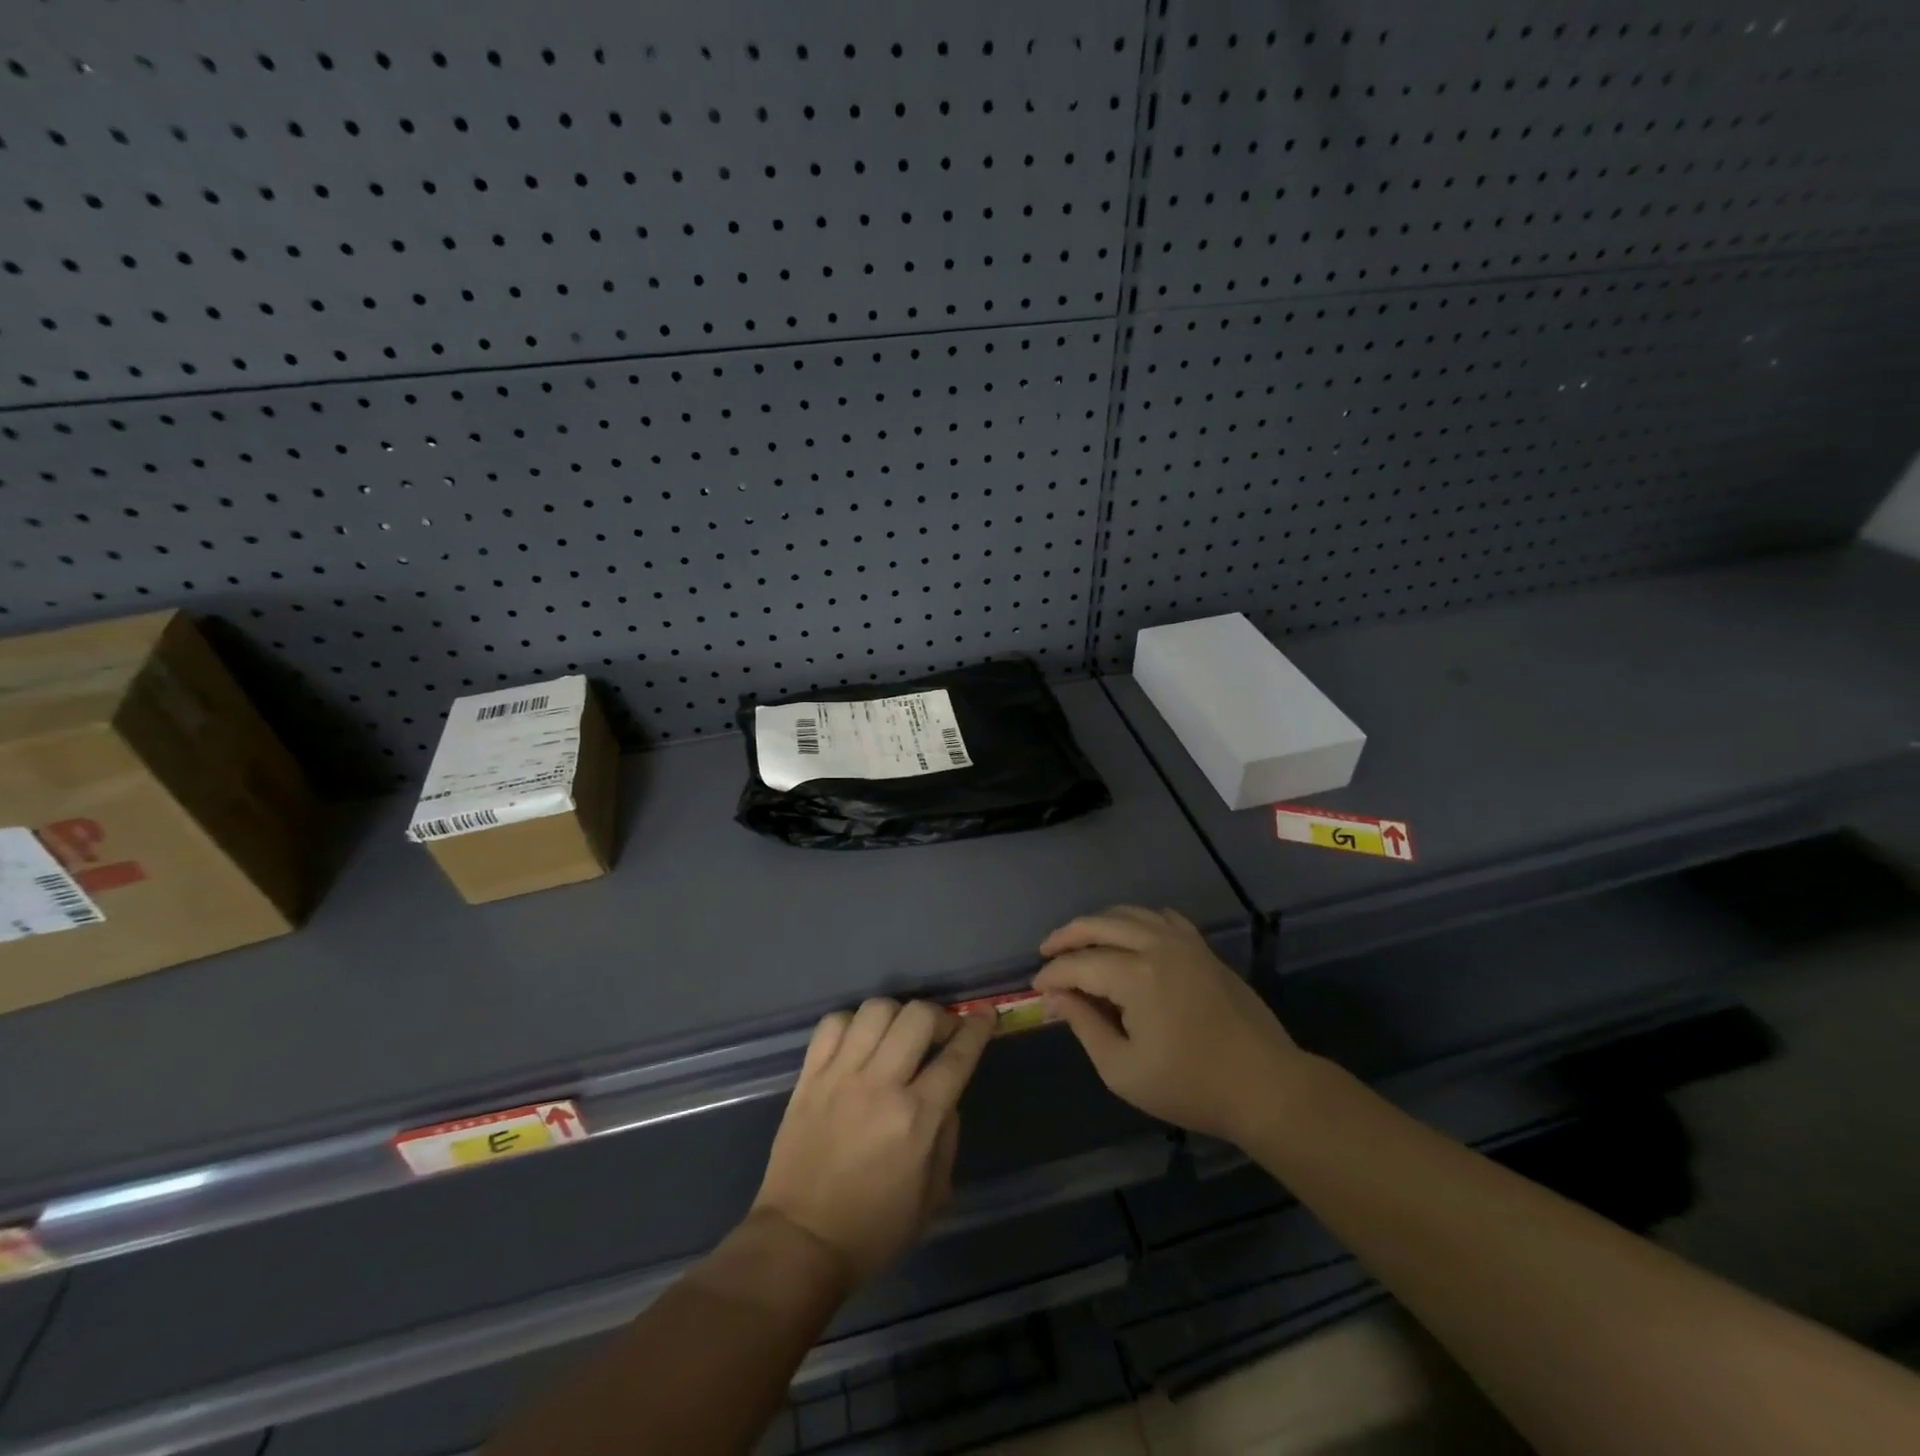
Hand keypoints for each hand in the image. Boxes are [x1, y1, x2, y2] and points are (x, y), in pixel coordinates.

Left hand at [752, 999, 993, 1284]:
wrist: (800, 1242)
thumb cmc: (874, 1229)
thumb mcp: (933, 1197)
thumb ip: (947, 1138)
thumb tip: (946, 1097)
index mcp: (916, 1118)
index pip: (956, 1056)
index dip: (976, 1029)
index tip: (985, 1016)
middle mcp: (880, 1085)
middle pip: (917, 1017)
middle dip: (939, 1016)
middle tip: (941, 1033)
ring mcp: (840, 1075)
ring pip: (875, 1010)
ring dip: (897, 1015)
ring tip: (898, 1035)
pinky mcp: (809, 1076)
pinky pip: (832, 1023)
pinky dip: (852, 1023)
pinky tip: (859, 1041)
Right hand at [1034, 906, 1306, 1145]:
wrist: (1264, 1086)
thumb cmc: (1189, 1086)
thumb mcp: (1122, 1069)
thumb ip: (1084, 1025)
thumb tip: (1056, 997)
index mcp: (1135, 975)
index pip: (1078, 964)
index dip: (1052, 975)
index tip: (1036, 989)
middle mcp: (1157, 945)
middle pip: (1099, 924)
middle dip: (1067, 936)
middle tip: (1046, 952)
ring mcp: (1184, 942)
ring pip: (1130, 914)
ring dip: (1099, 923)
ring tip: (1080, 941)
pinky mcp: (1203, 948)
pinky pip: (1162, 918)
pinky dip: (1137, 920)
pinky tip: (1129, 936)